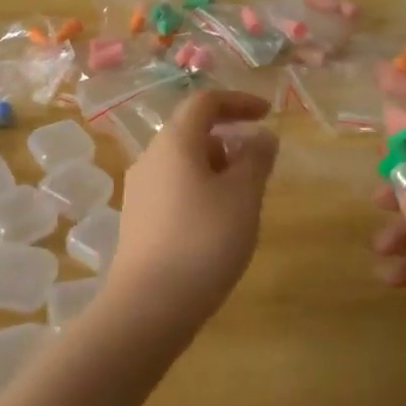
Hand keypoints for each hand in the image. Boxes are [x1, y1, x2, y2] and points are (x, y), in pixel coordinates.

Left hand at [105, 90, 278, 337]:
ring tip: (243, 203)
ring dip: (216, 169)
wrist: (149, 304)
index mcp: (174, 142)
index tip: (268, 114)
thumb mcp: (243, 196)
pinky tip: (217, 226)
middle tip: (259, 169)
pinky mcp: (138, 220)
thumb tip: (261, 136)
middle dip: (229, 141)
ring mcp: (139, 190)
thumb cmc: (204, 240)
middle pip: (192, 133)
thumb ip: (256, 159)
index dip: (238, 102)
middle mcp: (150, 158)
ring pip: (183, 164)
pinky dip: (200, 191)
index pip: (204, 102)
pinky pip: (174, 189)